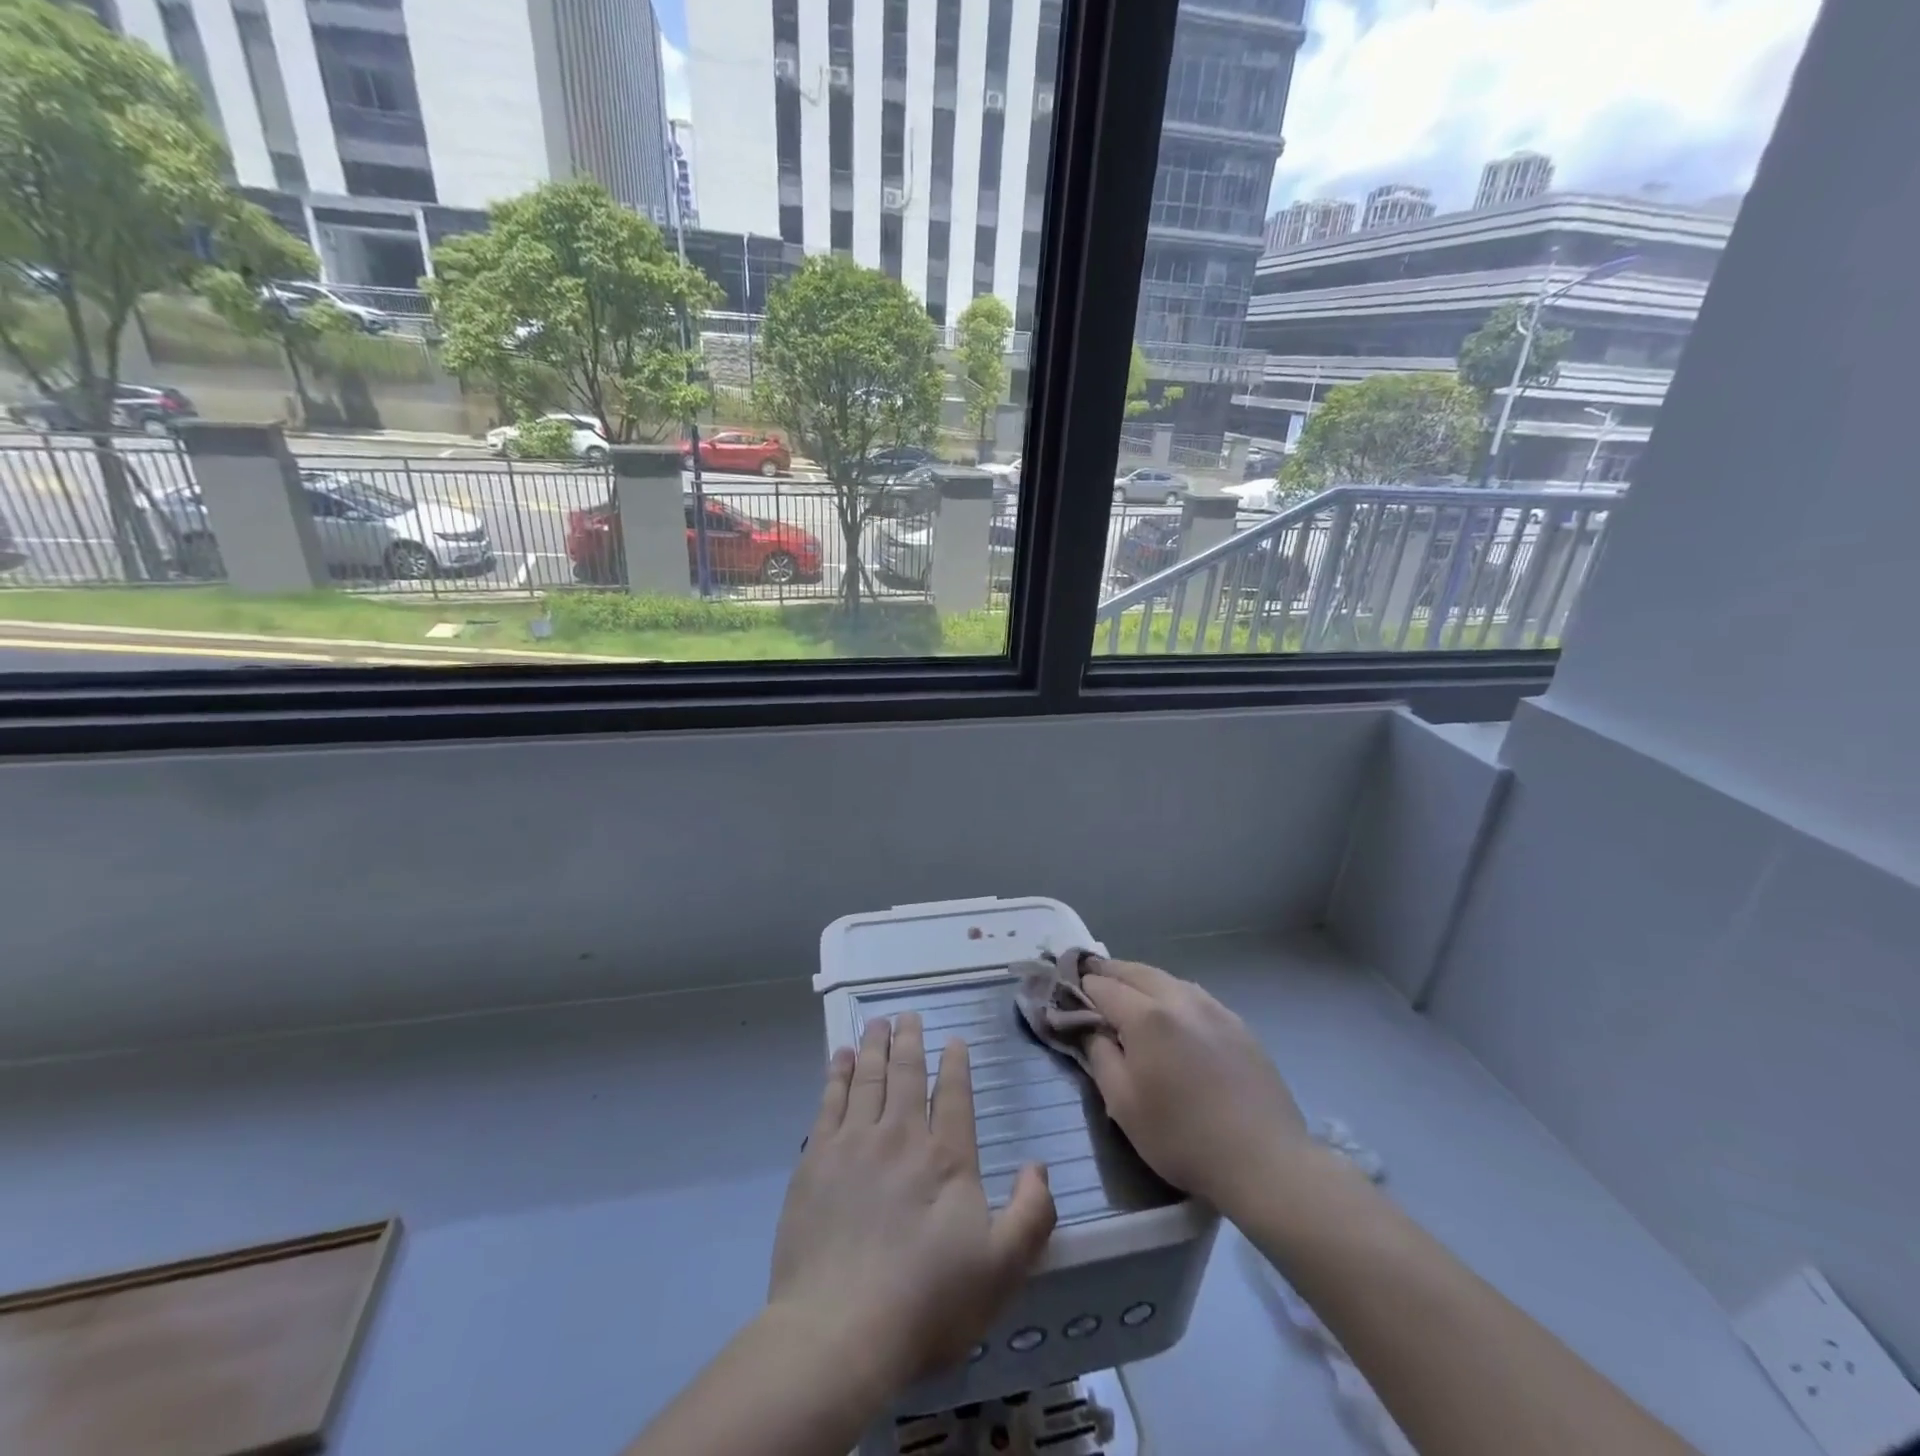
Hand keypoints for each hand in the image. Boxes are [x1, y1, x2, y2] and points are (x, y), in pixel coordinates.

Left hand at [769, 1012, 1056, 1388]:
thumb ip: (1031, 1215)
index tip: (954, 1040)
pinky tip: (839, 1057)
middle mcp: (901, 1136)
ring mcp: (854, 1143)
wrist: (838, 1331)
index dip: (956, 1064)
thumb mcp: (1001, 1270)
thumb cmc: (926, 1303)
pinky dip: (837, 1073)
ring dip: (874, 1046)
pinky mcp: (816, 1160)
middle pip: (907, 1074)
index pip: (954, 1095)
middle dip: (910, 1040)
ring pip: (868, 1077)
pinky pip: (829, 1100)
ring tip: (877, 1022)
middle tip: (908, 1015)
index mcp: (946, 1158)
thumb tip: (1038, 1166)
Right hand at [1081, 959, 1317, 1217]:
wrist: (1264, 1160)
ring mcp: (1214, 1008)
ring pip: (1167, 979)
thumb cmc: (1182, 1137)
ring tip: (1127, 991)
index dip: (1079, 986)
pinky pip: (1194, 995)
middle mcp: (1179, 999)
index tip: (1065, 991)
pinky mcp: (1238, 1024)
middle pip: (1135, 971)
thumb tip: (1093, 1029)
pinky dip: (1171, 993)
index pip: (1102, 986)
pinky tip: (1171, 1012)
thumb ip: (1100, 1057)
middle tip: (1090, 978)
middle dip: (1108, 972)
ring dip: (1140, 979)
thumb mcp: (1123, 1104)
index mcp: (1146, 1015)